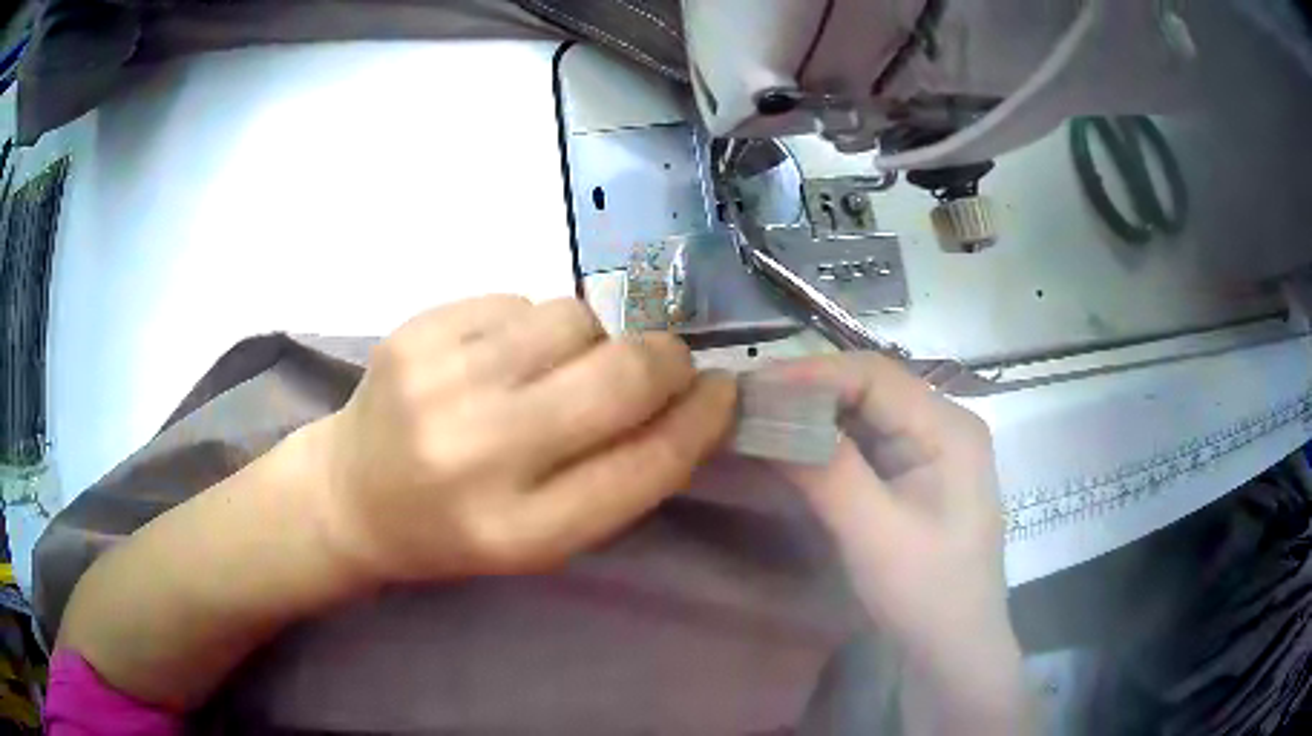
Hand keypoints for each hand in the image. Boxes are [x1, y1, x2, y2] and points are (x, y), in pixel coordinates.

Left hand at [307, 295, 736, 583]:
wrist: (352, 495)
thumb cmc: (457, 530)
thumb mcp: (542, 537)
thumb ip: (617, 476)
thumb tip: (689, 396)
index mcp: (521, 531)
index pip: (646, 464)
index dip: (702, 420)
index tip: (723, 392)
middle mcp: (480, 454)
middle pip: (621, 375)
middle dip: (667, 360)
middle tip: (665, 364)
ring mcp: (441, 382)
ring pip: (575, 318)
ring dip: (592, 340)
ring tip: (556, 370)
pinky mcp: (417, 330)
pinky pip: (520, 299)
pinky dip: (532, 325)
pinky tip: (499, 357)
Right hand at [768, 354, 1026, 731]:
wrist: (953, 648)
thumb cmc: (925, 593)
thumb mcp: (874, 533)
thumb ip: (826, 469)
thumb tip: (767, 417)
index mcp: (949, 428)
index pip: (874, 376)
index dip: (809, 374)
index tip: (749, 389)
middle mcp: (944, 425)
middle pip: (869, 388)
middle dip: (806, 393)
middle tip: (744, 405)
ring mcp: (931, 450)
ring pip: (864, 414)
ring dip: (812, 416)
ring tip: (758, 422)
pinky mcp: (916, 474)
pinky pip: (866, 443)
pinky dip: (825, 443)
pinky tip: (792, 448)